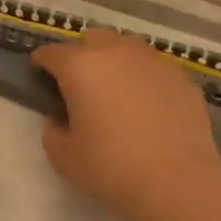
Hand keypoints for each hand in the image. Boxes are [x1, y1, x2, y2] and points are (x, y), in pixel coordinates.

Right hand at [30, 27, 220, 220]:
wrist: (178, 183)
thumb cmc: (112, 169)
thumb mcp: (63, 158)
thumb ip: (52, 131)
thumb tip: (59, 118)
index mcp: (80, 67)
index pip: (52, 53)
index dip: (42, 63)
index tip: (40, 76)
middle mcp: (115, 52)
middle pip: (92, 38)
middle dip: (82, 53)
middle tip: (82, 83)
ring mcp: (152, 60)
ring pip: (127, 46)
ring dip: (116, 59)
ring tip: (118, 88)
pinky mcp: (181, 76)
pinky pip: (154, 66)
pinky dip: (145, 77)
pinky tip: (148, 103)